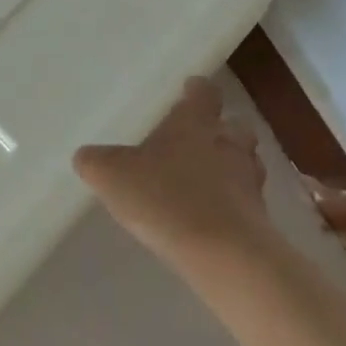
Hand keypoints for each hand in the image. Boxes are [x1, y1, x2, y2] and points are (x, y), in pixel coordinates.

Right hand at [75, 77, 270, 273]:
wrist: (224, 255)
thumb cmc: (166, 198)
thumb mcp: (112, 176)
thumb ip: (95, 162)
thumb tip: (85, 156)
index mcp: (195, 122)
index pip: (204, 92)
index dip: (197, 90)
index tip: (188, 90)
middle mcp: (227, 143)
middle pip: (235, 126)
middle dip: (220, 130)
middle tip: (197, 140)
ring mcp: (249, 182)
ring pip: (246, 163)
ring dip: (230, 168)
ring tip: (206, 182)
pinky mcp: (260, 220)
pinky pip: (247, 202)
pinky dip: (233, 205)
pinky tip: (212, 218)